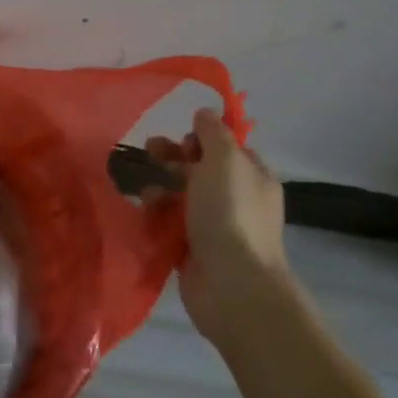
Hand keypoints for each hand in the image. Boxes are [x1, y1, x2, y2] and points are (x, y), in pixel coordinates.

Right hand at [146, 108, 287, 347]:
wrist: (232, 284)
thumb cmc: (230, 213)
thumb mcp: (224, 160)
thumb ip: (213, 132)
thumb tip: (204, 113)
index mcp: (253, 177)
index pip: (227, 148)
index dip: (203, 139)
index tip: (182, 139)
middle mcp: (238, 200)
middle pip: (201, 170)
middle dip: (173, 159)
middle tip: (148, 152)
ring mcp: (216, 227)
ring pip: (182, 197)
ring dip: (161, 187)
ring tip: (145, 191)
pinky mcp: (194, 250)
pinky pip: (172, 224)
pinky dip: (157, 216)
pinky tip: (144, 213)